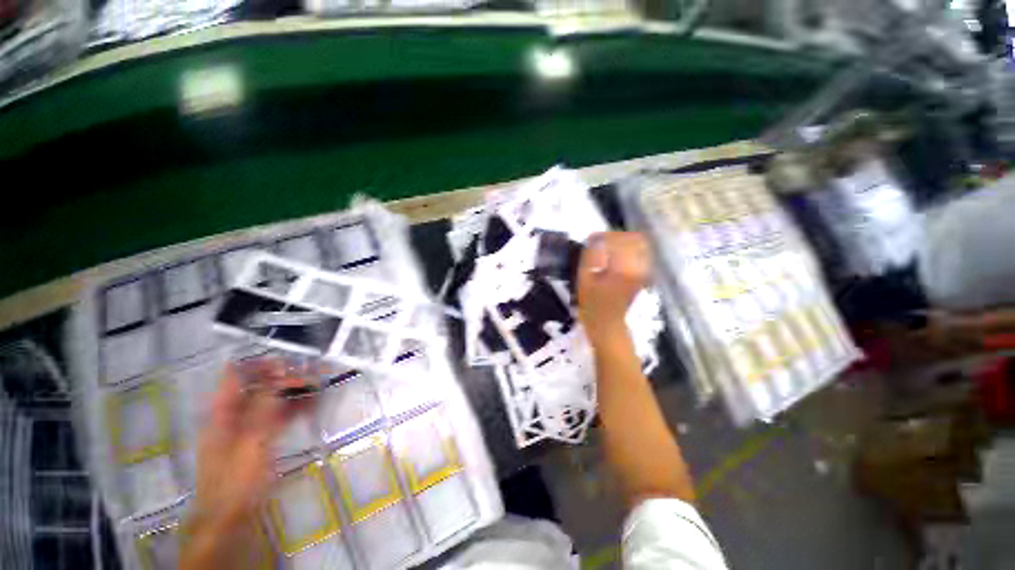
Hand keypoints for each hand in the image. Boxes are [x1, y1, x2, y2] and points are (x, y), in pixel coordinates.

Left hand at [181, 361, 311, 569]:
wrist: (231, 517)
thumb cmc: (237, 478)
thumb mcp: (251, 439)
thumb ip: (264, 403)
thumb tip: (280, 371)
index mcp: (223, 411)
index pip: (236, 374)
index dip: (260, 363)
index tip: (290, 360)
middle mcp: (234, 415)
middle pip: (259, 386)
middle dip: (286, 377)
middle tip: (315, 374)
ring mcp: (247, 428)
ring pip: (271, 401)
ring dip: (294, 392)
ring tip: (319, 388)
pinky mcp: (259, 440)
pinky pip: (277, 417)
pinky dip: (293, 409)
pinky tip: (312, 407)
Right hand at [577, 232, 650, 343]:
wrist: (607, 324)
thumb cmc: (591, 304)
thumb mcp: (584, 278)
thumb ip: (590, 255)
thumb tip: (595, 239)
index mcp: (623, 268)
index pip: (618, 239)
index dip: (603, 236)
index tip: (591, 240)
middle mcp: (639, 266)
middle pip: (633, 238)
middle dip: (615, 237)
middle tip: (599, 243)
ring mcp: (644, 270)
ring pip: (640, 244)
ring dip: (623, 242)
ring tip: (607, 249)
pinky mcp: (644, 274)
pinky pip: (641, 253)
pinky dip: (629, 249)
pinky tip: (615, 256)